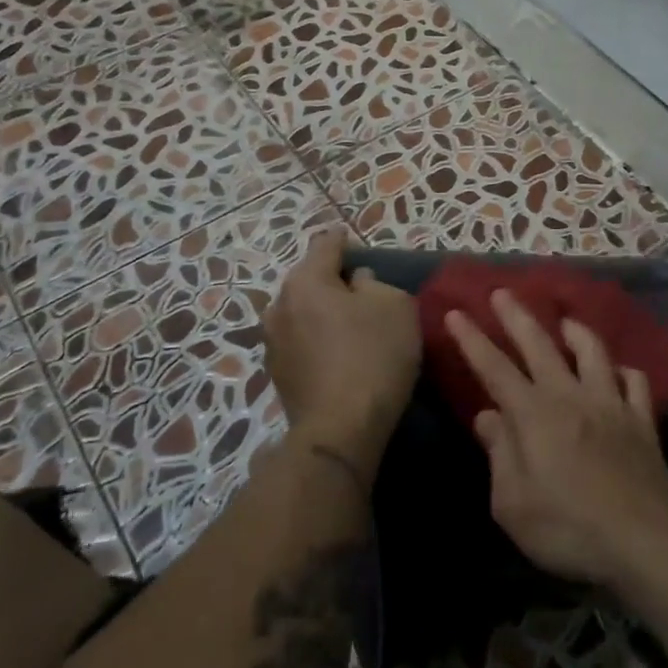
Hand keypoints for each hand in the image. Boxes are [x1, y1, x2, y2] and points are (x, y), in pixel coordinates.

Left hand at [262, 234, 420, 476]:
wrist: (341, 429)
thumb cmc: (373, 356)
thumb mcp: (395, 306)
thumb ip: (376, 283)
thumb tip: (357, 283)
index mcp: (305, 281)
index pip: (325, 245)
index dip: (343, 239)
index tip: (351, 238)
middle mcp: (279, 305)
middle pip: (309, 280)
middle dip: (332, 279)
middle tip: (360, 286)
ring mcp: (272, 342)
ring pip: (302, 312)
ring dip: (322, 311)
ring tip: (348, 320)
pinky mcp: (277, 374)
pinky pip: (301, 341)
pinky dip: (317, 338)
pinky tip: (338, 351)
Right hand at [446, 290, 667, 591]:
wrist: (643, 540)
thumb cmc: (568, 528)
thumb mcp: (512, 504)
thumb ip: (499, 454)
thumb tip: (487, 416)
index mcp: (534, 415)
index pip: (494, 368)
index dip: (473, 339)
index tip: (456, 312)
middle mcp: (571, 397)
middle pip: (540, 345)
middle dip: (517, 317)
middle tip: (502, 292)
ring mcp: (611, 404)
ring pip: (592, 352)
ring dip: (575, 331)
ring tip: (565, 321)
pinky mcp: (641, 420)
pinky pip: (635, 382)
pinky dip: (624, 371)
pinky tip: (618, 371)